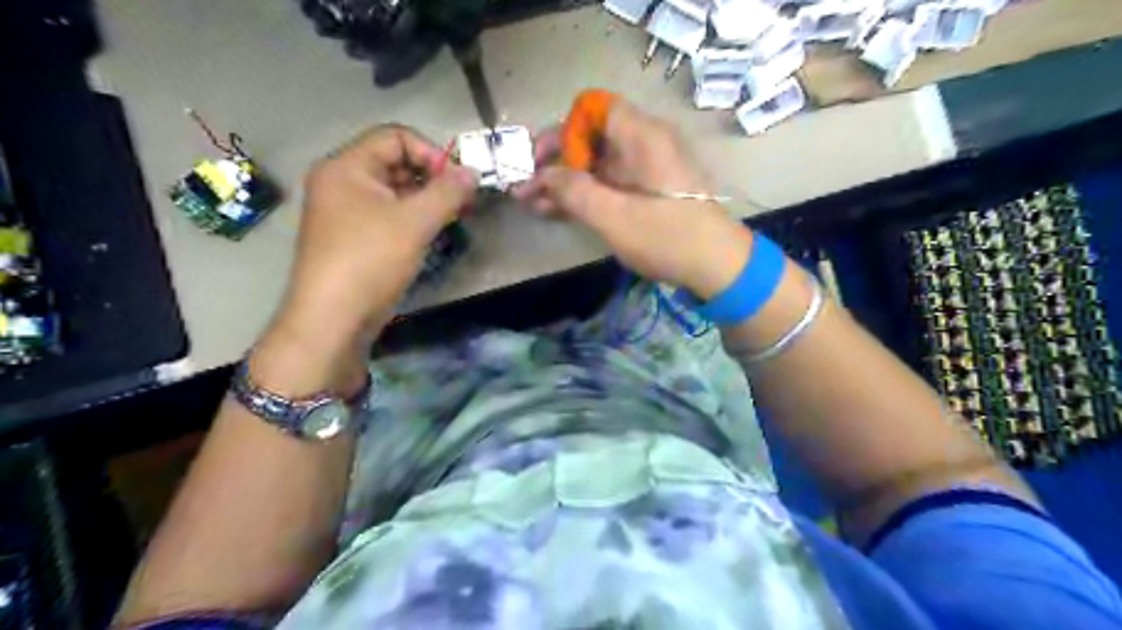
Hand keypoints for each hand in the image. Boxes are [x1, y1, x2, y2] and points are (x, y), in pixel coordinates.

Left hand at [287, 125, 477, 336]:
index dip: (431, 153)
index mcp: (347, 166)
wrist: (333, 319)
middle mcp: (342, 182)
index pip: (395, 137)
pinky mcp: (354, 238)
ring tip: (452, 219)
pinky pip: (389, 215)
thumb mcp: (414, 222)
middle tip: (462, 202)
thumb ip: (448, 192)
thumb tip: (473, 172)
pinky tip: (431, 235)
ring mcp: (346, 212)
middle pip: (395, 162)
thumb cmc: (370, 260)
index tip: (458, 182)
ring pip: (394, 192)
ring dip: (426, 201)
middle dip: (432, 178)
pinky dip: (413, 219)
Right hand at [518, 96, 753, 298]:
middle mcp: (645, 143)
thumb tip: (542, 176)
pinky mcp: (648, 191)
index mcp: (642, 136)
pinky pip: (610, 182)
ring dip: (565, 181)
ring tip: (532, 203)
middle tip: (526, 185)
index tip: (542, 160)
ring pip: (597, 163)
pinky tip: (556, 210)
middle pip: (592, 136)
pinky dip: (585, 194)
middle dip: (555, 160)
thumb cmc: (668, 237)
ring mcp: (647, 168)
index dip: (564, 130)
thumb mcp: (615, 217)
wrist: (717, 266)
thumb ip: (575, 192)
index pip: (594, 109)